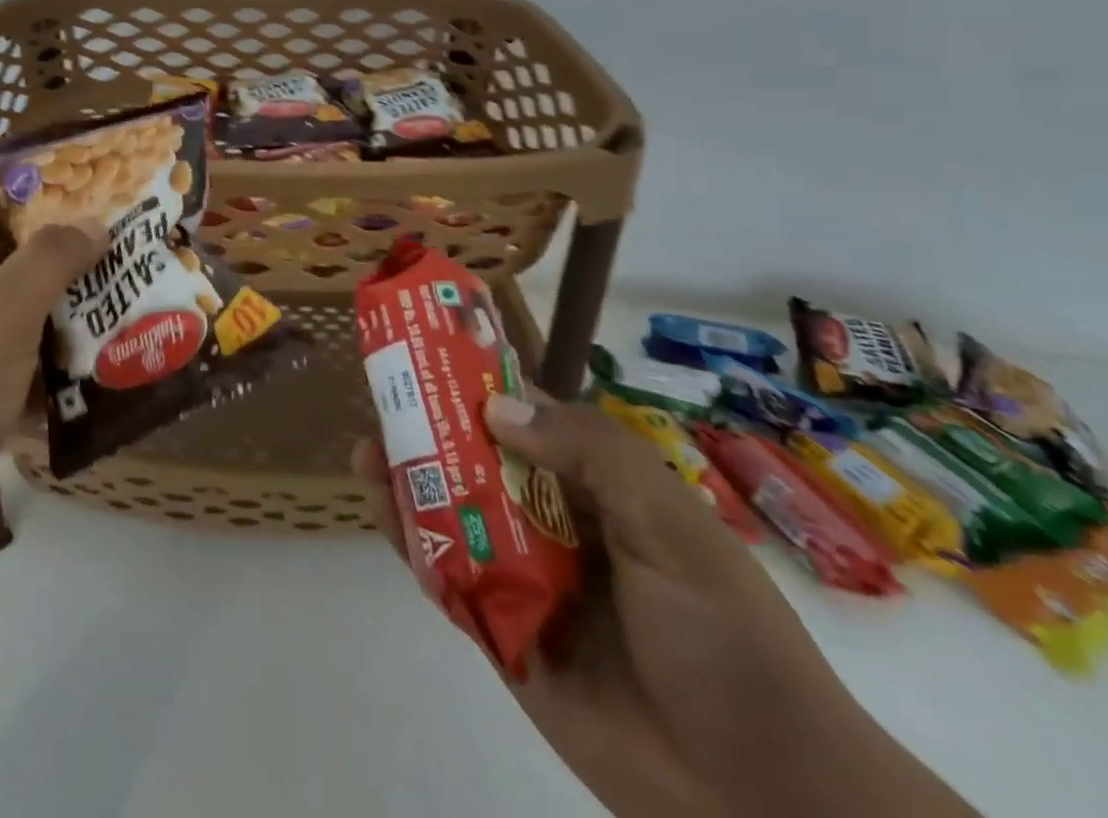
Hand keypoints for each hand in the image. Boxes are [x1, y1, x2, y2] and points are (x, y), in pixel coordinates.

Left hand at [0, 199, 103, 595]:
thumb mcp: (1, 312)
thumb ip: (49, 259)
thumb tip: (92, 223)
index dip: (51, 199)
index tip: (111, 202)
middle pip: (20, 264)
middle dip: (78, 264)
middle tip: (140, 261)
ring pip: (29, 322)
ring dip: (77, 320)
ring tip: (142, 313)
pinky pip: (28, 375)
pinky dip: (63, 374)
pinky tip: (115, 376)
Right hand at [353, 393, 893, 817]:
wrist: (761, 803)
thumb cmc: (729, 643)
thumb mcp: (674, 529)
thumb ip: (592, 456)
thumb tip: (494, 407)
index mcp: (599, 493)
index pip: (530, 421)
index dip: (482, 385)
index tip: (432, 354)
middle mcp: (555, 526)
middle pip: (480, 462)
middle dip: (430, 429)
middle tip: (383, 398)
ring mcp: (525, 578)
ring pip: (453, 513)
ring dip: (409, 479)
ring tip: (366, 449)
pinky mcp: (500, 632)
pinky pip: (445, 575)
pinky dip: (410, 540)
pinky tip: (382, 509)